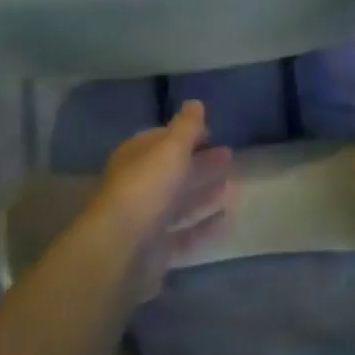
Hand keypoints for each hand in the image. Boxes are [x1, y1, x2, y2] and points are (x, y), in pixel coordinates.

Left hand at [86, 100, 235, 298]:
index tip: (212, 132)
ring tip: (232, 182)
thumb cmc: (146, 188)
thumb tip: (195, 103)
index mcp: (136, 158)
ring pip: (180, 201)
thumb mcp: (170, 148)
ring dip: (204, 191)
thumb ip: (186, 126)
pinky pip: (186, 233)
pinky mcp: (157, 249)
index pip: (161, 140)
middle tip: (229, 154)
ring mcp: (147, 219)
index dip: (185, 134)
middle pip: (173, 171)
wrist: (121, 251)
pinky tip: (227, 216)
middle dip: (200, 161)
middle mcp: (139, 186)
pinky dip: (205, 224)